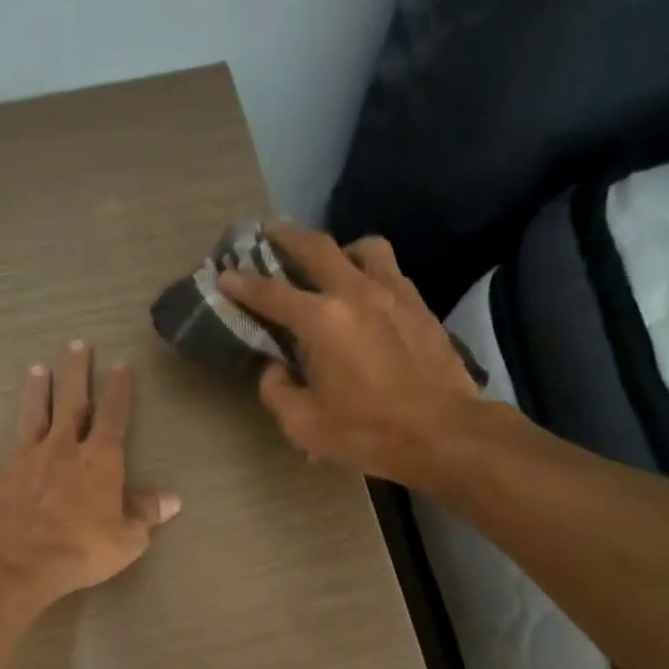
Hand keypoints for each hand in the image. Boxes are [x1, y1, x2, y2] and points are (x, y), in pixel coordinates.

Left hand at [0, 340, 180, 614]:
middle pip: (71, 404)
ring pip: (29, 420)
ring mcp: (22, 464)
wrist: (18, 565)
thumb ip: (147, 514)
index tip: (121, 365)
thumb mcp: (128, 539)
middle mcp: (60, 451)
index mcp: (98, 461)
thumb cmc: (81, 551)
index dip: (119, 390)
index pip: (114, 416)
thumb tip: (172, 498)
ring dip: (33, 395)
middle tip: (77, 344)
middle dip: (75, 373)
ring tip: (34, 369)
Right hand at [218, 223, 481, 484]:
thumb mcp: (304, 424)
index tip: (225, 275)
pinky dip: (371, 271)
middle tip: (270, 234)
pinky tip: (367, 293)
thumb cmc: (368, 432)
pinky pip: (391, 270)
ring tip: (330, 265)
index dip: (242, 284)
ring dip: (339, 249)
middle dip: (286, 237)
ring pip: (363, 248)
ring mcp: (393, 293)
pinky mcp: (420, 305)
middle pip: (316, 247)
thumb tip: (274, 368)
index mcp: (321, 320)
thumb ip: (277, 390)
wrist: (444, 433)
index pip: (270, 292)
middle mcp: (355, 292)